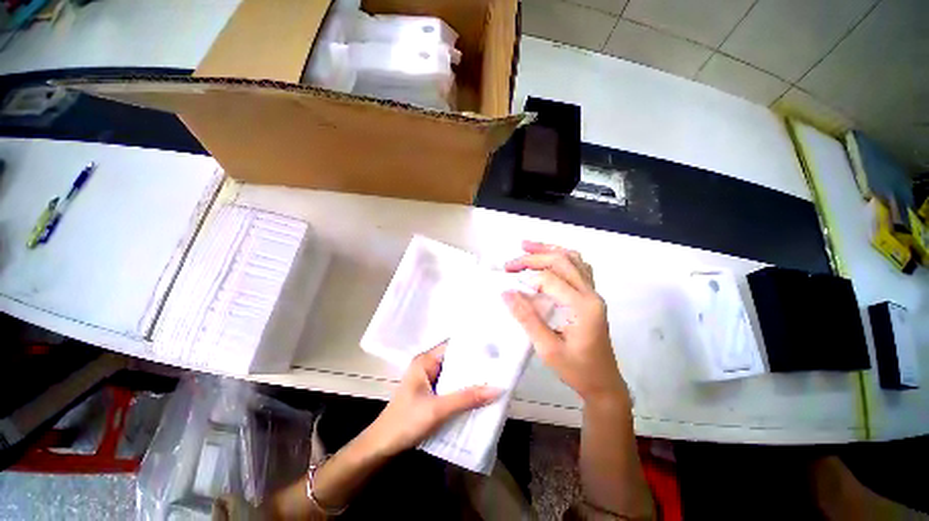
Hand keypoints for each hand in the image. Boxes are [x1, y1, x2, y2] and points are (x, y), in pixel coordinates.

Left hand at [366, 343, 500, 456]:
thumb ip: (467, 398)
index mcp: (425, 360)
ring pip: (455, 375)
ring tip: (495, 378)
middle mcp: (428, 366)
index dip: (473, 346)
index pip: (453, 346)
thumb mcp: (438, 409)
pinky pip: (452, 387)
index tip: (494, 350)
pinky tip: (479, 395)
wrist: (382, 447)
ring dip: (471, 379)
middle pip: (456, 360)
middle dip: (475, 365)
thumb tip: (498, 388)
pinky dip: (464, 390)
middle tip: (499, 366)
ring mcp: (430, 380)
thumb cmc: (405, 422)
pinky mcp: (432, 394)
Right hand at [503, 241, 625, 404]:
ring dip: (549, 249)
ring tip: (527, 247)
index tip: (507, 282)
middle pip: (562, 261)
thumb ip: (527, 318)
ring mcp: (594, 293)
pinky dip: (561, 257)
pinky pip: (579, 267)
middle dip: (534, 257)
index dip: (526, 277)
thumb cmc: (577, 370)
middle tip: (511, 263)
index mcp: (582, 306)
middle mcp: (591, 294)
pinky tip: (548, 258)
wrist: (604, 383)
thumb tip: (507, 293)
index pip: (550, 279)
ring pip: (573, 259)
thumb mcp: (547, 349)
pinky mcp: (591, 296)